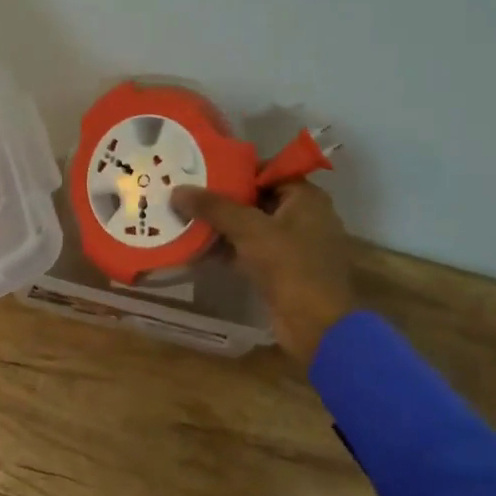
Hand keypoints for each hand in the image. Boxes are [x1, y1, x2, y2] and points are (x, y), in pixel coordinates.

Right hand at [172, 180, 362, 363]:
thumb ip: (214, 208)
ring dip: (221, 226)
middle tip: (186, 195)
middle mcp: (303, 216)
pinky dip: (228, 249)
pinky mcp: (282, 270)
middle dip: (222, 199)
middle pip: (256, 199)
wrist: (317, 326)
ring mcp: (293, 245)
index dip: (234, 170)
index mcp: (306, 197)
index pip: (267, 171)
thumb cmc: (291, 267)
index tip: (201, 171)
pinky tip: (197, 249)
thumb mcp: (250, 230)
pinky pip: (250, 251)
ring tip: (184, 219)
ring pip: (251, 227)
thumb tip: (177, 190)